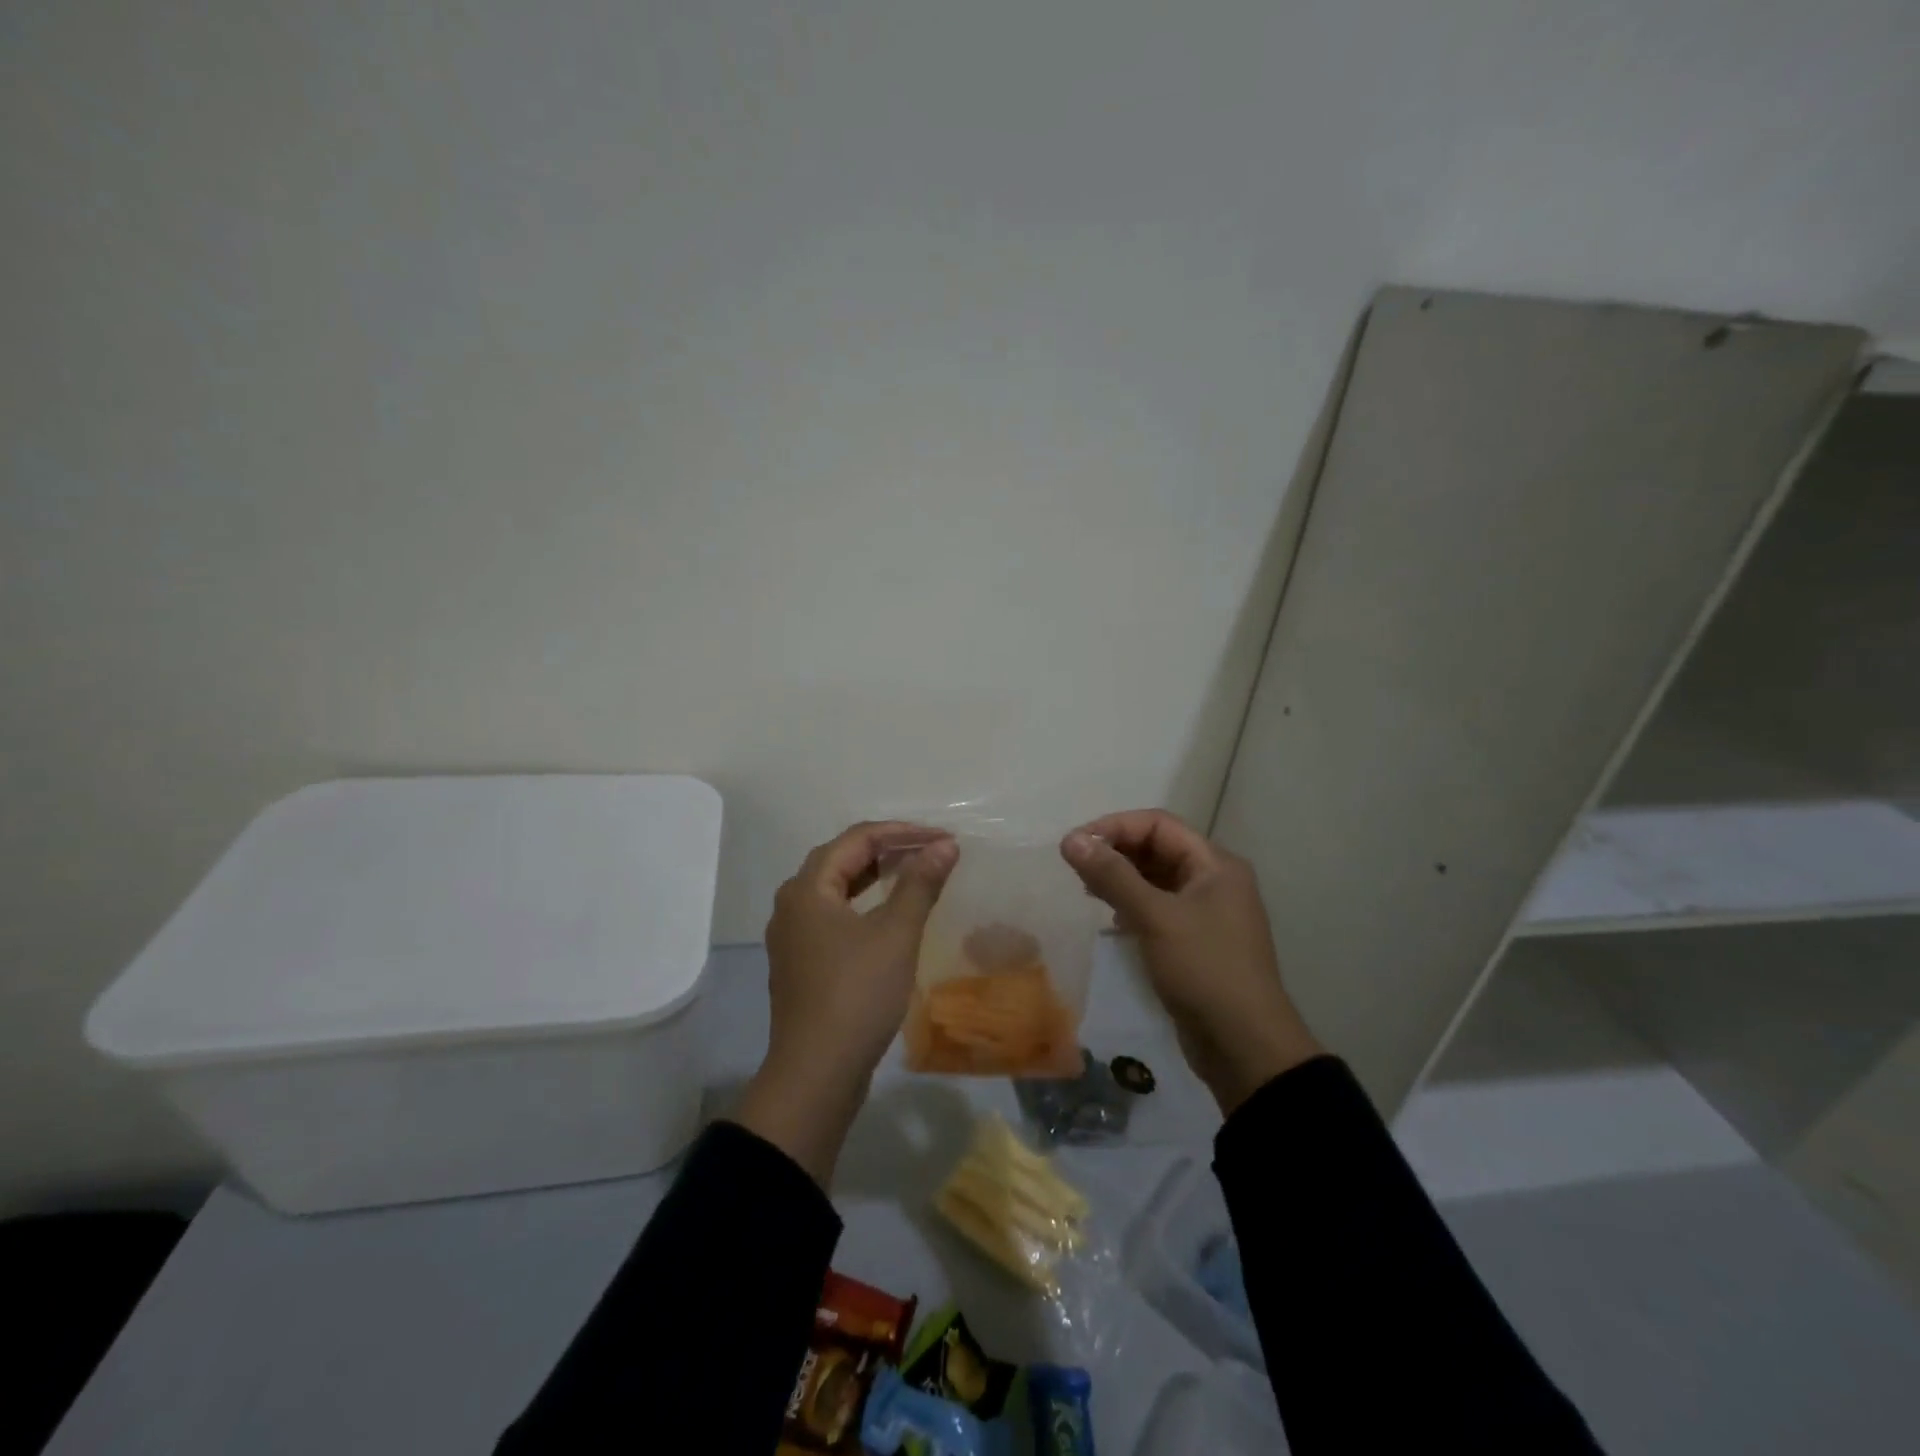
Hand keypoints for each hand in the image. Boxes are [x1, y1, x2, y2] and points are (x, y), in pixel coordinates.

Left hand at [733, 821, 957, 1185]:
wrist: (816, 1073)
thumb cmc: (857, 994)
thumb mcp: (896, 934)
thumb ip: (920, 883)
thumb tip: (946, 845)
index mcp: (808, 888)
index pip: (857, 839)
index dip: (902, 832)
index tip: (942, 838)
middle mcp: (792, 903)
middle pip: (841, 858)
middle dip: (888, 849)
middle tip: (930, 852)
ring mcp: (792, 935)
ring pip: (836, 888)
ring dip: (874, 876)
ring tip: (913, 874)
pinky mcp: (801, 962)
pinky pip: (833, 915)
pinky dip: (863, 904)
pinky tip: (887, 916)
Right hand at [1061, 810, 1320, 1115]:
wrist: (1245, 1047)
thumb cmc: (1204, 970)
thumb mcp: (1155, 917)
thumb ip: (1112, 876)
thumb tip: (1071, 839)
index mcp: (1214, 864)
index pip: (1158, 824)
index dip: (1115, 827)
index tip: (1076, 844)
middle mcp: (1213, 880)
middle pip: (1157, 848)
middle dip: (1116, 852)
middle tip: (1075, 868)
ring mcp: (1206, 912)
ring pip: (1155, 879)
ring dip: (1121, 879)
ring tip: (1087, 890)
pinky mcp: (1195, 941)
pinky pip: (1158, 908)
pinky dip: (1132, 905)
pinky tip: (1112, 920)